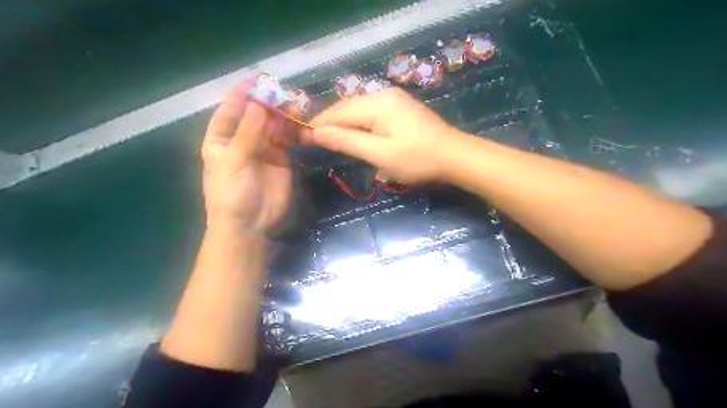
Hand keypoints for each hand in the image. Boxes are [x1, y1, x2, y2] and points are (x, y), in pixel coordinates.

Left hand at [200, 78, 299, 233]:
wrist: (250, 225)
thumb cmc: (231, 194)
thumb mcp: (234, 162)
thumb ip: (248, 134)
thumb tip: (259, 104)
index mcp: (221, 139)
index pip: (230, 111)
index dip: (241, 95)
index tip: (256, 80)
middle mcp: (242, 141)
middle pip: (255, 116)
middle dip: (268, 104)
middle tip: (285, 93)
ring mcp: (264, 150)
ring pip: (274, 126)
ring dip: (284, 116)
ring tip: (297, 106)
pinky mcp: (282, 159)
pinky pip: (288, 140)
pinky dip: (294, 131)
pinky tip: (301, 122)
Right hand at [306, 89, 465, 185]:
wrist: (454, 156)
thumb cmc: (417, 159)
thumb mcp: (379, 154)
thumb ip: (347, 141)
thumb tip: (316, 133)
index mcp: (377, 103)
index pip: (338, 112)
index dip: (318, 125)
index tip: (299, 137)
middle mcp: (383, 94)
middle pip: (346, 108)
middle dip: (328, 124)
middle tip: (311, 141)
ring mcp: (393, 99)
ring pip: (357, 110)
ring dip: (342, 124)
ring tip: (327, 140)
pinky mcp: (399, 107)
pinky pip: (370, 113)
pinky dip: (357, 124)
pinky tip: (352, 134)